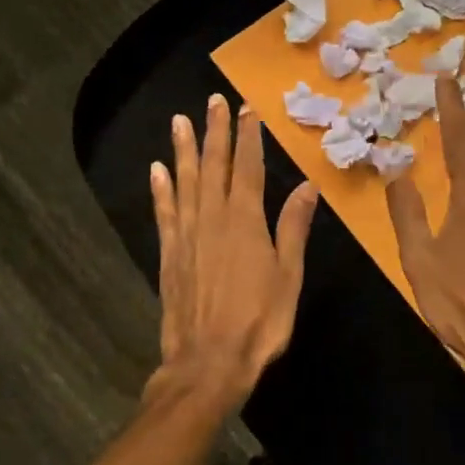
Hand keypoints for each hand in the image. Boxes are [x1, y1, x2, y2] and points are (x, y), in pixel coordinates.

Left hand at [150, 95, 318, 408]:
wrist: (207, 363)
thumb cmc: (258, 323)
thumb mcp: (288, 276)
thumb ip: (293, 228)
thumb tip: (306, 186)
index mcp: (245, 221)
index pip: (247, 168)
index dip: (247, 137)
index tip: (246, 109)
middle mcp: (212, 218)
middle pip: (213, 166)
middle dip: (215, 132)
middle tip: (212, 101)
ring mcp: (187, 235)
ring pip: (185, 182)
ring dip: (184, 150)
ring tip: (180, 121)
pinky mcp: (170, 254)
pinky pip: (164, 213)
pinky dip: (161, 189)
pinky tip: (158, 170)